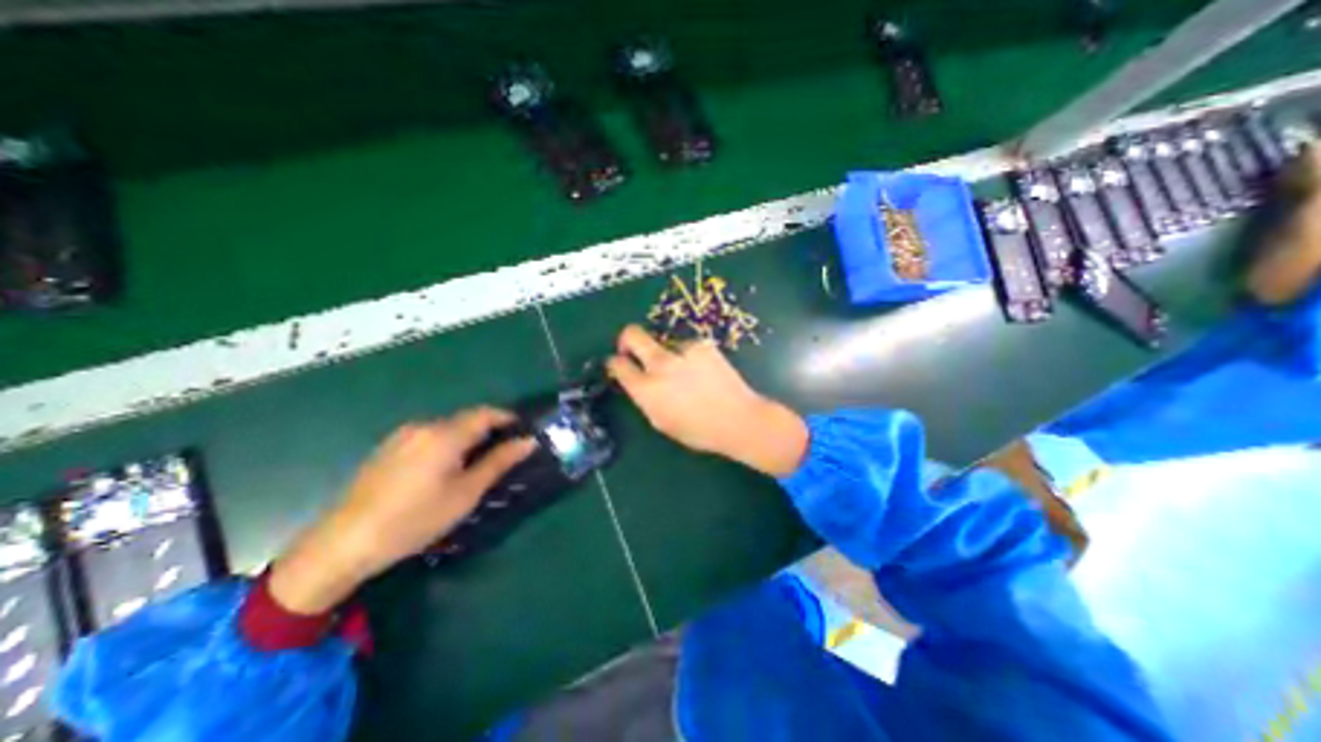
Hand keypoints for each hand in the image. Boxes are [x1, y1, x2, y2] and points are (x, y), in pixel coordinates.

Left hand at [265, 407, 535, 610]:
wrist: (343, 543)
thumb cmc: (415, 519)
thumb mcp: (466, 493)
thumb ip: (499, 462)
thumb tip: (529, 442)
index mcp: (445, 434)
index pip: (485, 413)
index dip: (508, 418)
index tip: (523, 431)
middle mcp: (423, 426)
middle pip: (466, 419)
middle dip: (489, 429)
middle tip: (503, 452)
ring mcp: (402, 435)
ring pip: (447, 428)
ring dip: (467, 437)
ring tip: (476, 463)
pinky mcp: (388, 447)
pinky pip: (428, 436)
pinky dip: (446, 444)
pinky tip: (444, 469)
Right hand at [606, 323, 805, 473]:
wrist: (739, 419)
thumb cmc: (698, 430)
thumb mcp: (661, 421)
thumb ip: (643, 397)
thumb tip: (635, 379)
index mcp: (647, 390)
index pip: (618, 365)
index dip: (615, 363)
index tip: (618, 363)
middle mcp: (661, 365)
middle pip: (632, 335)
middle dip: (626, 339)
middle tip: (631, 347)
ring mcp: (683, 351)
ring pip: (663, 343)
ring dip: (666, 354)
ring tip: (686, 374)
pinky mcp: (702, 344)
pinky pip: (686, 346)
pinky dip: (688, 356)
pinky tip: (703, 371)